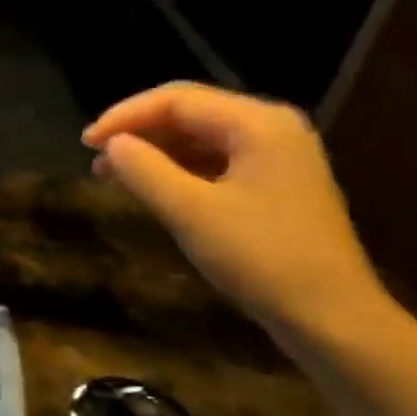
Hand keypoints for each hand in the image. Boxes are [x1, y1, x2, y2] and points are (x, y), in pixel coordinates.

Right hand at [83, 82, 387, 340]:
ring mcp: (277, 156)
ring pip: (199, 137)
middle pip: (190, 112)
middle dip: (138, 130)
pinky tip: (150, 187)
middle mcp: (271, 128)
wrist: (331, 316)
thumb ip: (144, 170)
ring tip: (112, 173)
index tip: (85, 143)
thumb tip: (111, 144)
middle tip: (94, 155)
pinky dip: (176, 168)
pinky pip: (214, 160)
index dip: (125, 116)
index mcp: (258, 124)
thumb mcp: (190, 212)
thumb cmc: (261, 258)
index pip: (177, 99)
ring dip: (153, 150)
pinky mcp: (274, 184)